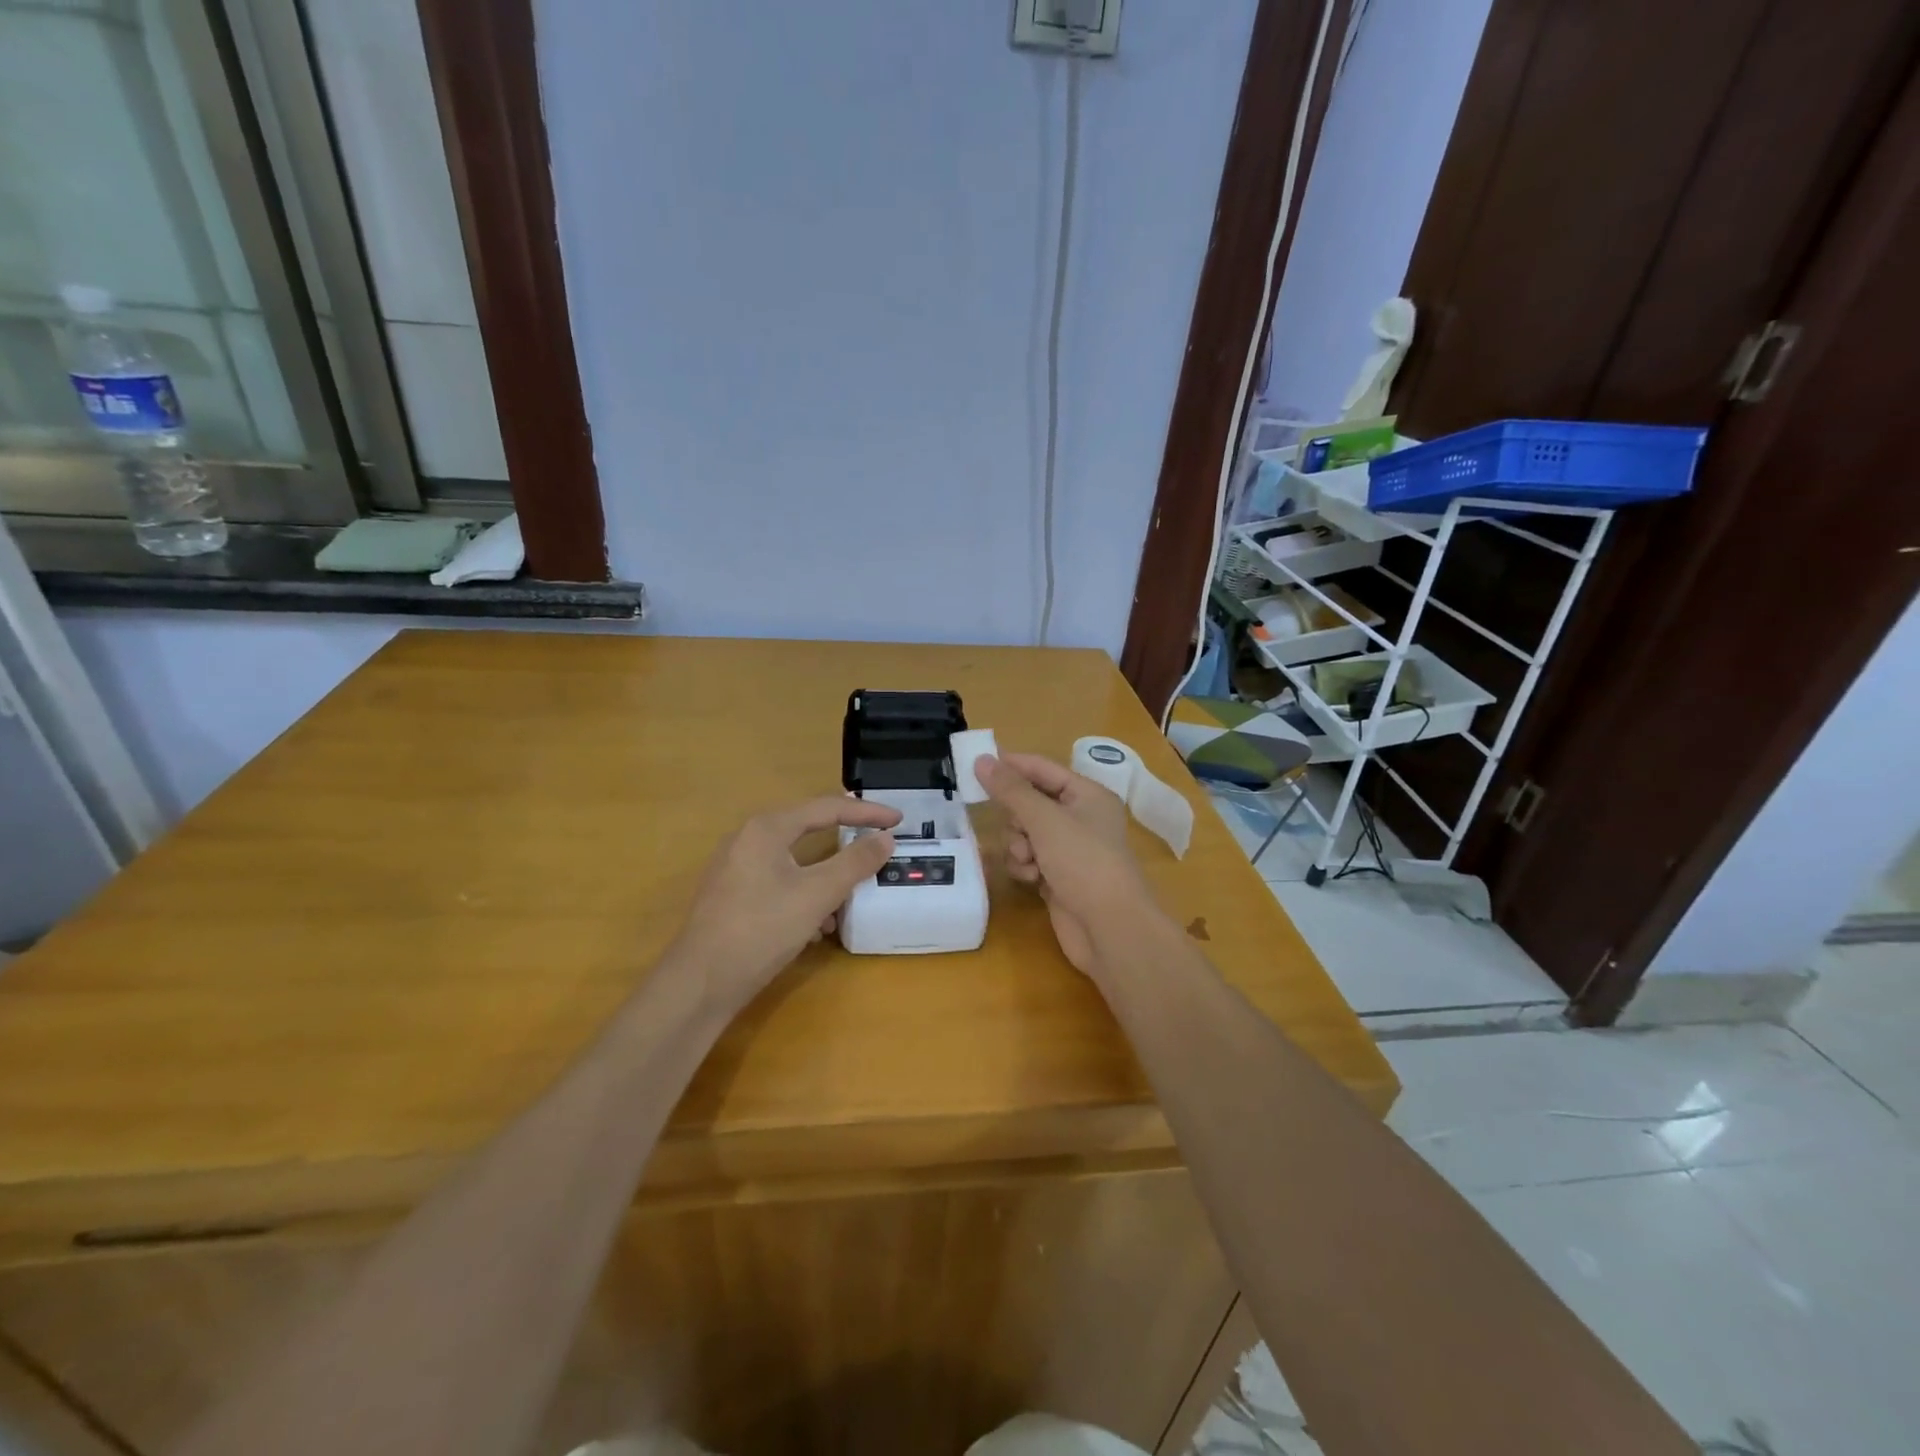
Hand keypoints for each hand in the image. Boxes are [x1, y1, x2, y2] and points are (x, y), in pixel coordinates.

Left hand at [668, 796, 900, 1013]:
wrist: (700, 983)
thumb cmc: (762, 929)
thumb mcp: (817, 894)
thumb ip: (855, 862)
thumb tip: (885, 838)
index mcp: (767, 828)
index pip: (826, 808)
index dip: (866, 812)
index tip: (898, 820)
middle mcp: (748, 840)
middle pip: (807, 829)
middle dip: (844, 841)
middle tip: (876, 841)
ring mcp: (736, 869)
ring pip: (794, 861)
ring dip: (825, 877)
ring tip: (847, 900)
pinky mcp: (731, 897)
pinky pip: (778, 883)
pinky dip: (803, 896)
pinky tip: (814, 928)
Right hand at [975, 753, 1153, 976]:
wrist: (1109, 928)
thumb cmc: (1083, 862)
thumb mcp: (1045, 820)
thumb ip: (1011, 790)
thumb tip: (981, 760)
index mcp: (1087, 794)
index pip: (1042, 768)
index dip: (1010, 765)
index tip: (975, 764)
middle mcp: (1080, 818)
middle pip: (1030, 802)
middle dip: (1017, 818)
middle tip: (1018, 831)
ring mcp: (1069, 849)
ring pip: (1025, 834)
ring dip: (1019, 846)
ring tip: (1029, 861)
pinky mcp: (1058, 876)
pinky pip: (1029, 859)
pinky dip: (1026, 867)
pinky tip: (1033, 880)